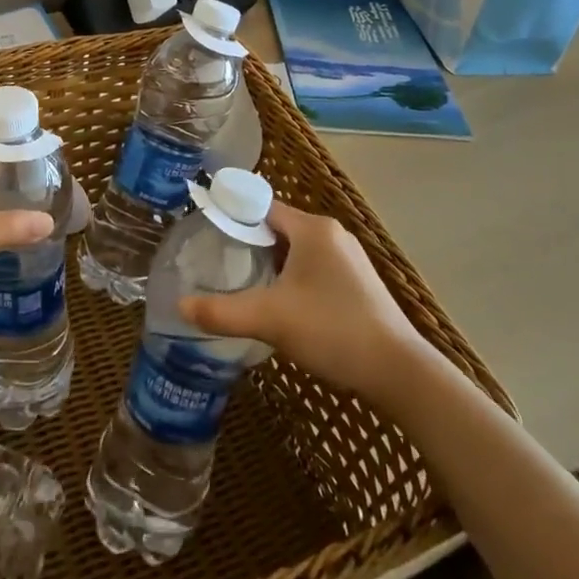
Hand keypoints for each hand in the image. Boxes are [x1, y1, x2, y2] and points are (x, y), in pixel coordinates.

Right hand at [179, 202, 430, 405]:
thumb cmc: (332, 330)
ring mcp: (348, 258)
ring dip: (269, 262)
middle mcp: (331, 234)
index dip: (231, 214)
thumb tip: (180, 306)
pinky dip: (290, 276)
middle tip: (215, 261)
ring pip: (295, 249)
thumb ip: (222, 311)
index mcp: (312, 229)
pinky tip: (278, 302)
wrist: (398, 371)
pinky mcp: (356, 282)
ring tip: (240, 282)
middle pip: (277, 227)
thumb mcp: (270, 319)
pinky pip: (312, 267)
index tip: (204, 230)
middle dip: (247, 242)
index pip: (261, 206)